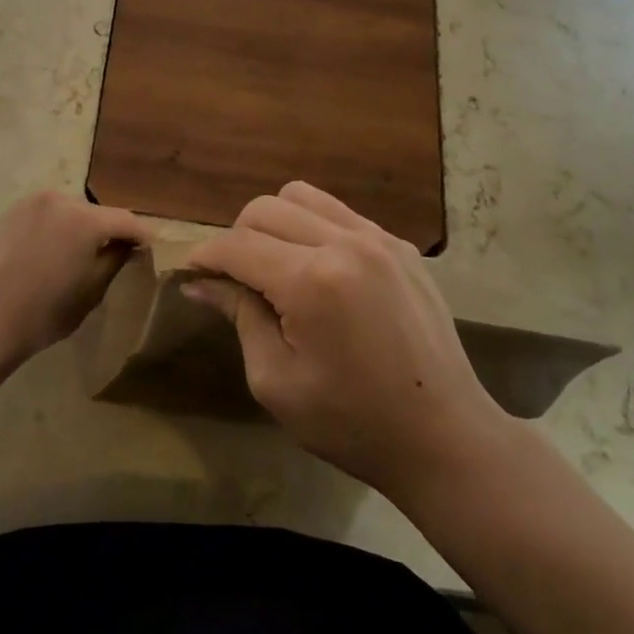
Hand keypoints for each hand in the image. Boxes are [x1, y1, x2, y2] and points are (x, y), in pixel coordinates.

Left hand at [0, 191, 148, 365]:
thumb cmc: (44, 313)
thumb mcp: (92, 291)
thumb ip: (116, 259)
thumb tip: (129, 245)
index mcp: (85, 219)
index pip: (127, 221)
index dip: (143, 236)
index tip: (151, 250)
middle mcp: (61, 199)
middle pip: (98, 213)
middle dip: (111, 231)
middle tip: (118, 254)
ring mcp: (33, 202)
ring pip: (73, 211)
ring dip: (83, 228)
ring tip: (84, 254)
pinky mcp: (12, 212)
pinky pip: (49, 215)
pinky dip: (59, 227)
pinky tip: (56, 252)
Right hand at [184, 182, 504, 494]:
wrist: (443, 436)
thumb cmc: (351, 423)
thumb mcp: (276, 380)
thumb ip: (239, 316)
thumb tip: (201, 281)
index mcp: (312, 281)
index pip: (237, 245)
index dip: (205, 256)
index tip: (190, 273)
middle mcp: (346, 243)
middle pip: (265, 208)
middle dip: (236, 238)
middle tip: (234, 279)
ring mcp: (379, 239)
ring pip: (302, 197)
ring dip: (274, 224)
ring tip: (274, 266)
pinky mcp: (400, 246)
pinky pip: (339, 213)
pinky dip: (312, 228)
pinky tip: (316, 269)